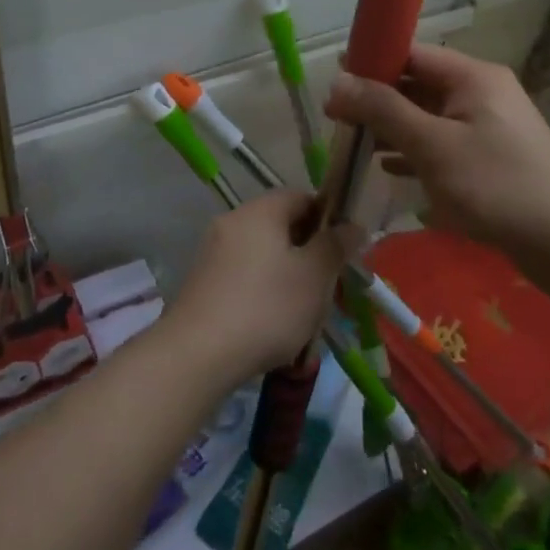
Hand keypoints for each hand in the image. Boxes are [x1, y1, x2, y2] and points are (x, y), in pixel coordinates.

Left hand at [166, 190, 345, 387]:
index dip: (327, 217)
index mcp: (260, 211)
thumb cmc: (266, 307)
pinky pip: (242, 274)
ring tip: (304, 311)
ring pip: (262, 252)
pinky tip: (272, 322)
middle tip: (328, 285)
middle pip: (279, 224)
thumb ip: (335, 246)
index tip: (343, 249)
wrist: (197, 353)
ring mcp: (212, 251)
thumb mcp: (314, 277)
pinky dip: (262, 289)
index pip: (300, 196)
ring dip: (286, 274)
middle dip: (307, 251)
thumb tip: (351, 224)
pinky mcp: (202, 281)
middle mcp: (232, 221)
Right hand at [325, 43, 549, 282]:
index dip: (370, 63)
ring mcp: (488, 125)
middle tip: (337, 120)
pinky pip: (442, 141)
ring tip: (354, 144)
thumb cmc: (495, 186)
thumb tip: (336, 81)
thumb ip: (383, 110)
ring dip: (391, 127)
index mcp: (473, 77)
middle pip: (417, 83)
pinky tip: (389, 167)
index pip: (411, 53)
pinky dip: (414, 149)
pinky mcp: (490, 155)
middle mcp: (481, 92)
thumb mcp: (432, 145)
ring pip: (427, 115)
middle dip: (376, 100)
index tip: (335, 85)